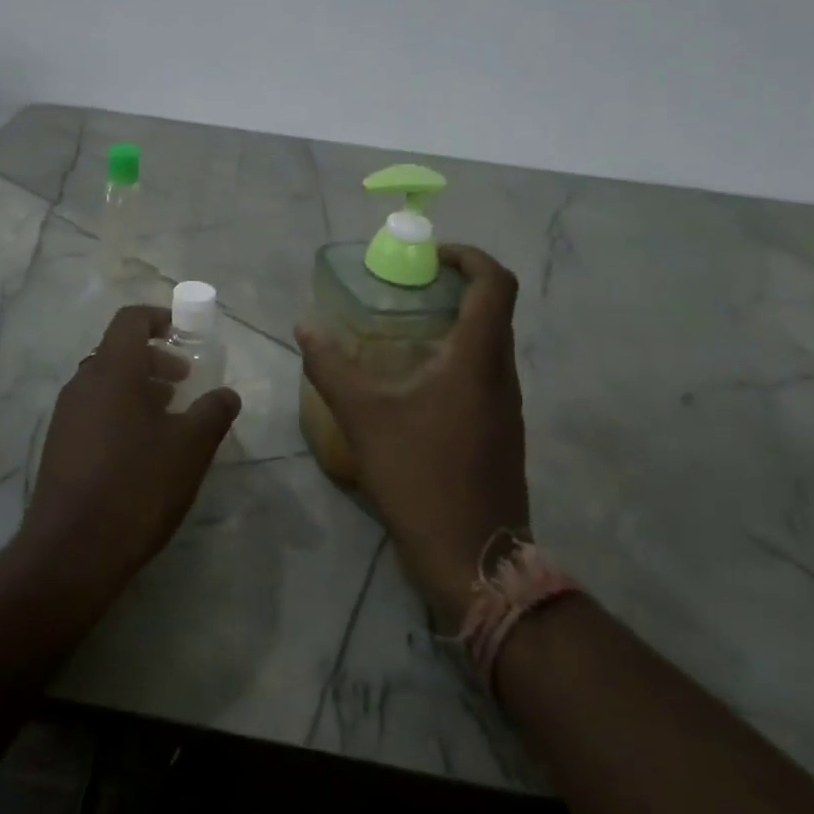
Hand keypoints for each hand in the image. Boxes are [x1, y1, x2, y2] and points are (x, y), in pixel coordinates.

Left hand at [19, 305, 241, 608]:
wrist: (71, 552)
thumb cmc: (136, 486)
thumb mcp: (190, 448)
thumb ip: (213, 412)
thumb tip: (227, 394)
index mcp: (112, 370)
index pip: (131, 319)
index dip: (160, 318)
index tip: (186, 337)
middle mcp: (83, 383)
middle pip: (118, 350)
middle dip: (155, 358)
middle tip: (184, 382)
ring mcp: (66, 415)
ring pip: (106, 383)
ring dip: (139, 388)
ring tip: (169, 419)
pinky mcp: (59, 445)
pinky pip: (94, 410)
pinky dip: (121, 412)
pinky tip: (142, 451)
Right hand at [296, 245, 529, 629]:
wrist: (473, 558)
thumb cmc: (420, 477)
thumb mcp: (364, 418)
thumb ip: (331, 367)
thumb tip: (304, 326)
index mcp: (478, 358)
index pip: (496, 282)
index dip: (469, 255)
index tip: (431, 255)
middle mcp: (503, 374)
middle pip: (495, 308)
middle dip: (457, 285)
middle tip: (408, 287)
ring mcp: (509, 406)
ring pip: (491, 342)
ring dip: (457, 322)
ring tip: (406, 328)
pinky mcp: (503, 431)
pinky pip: (486, 373)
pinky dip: (459, 356)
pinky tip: (417, 381)